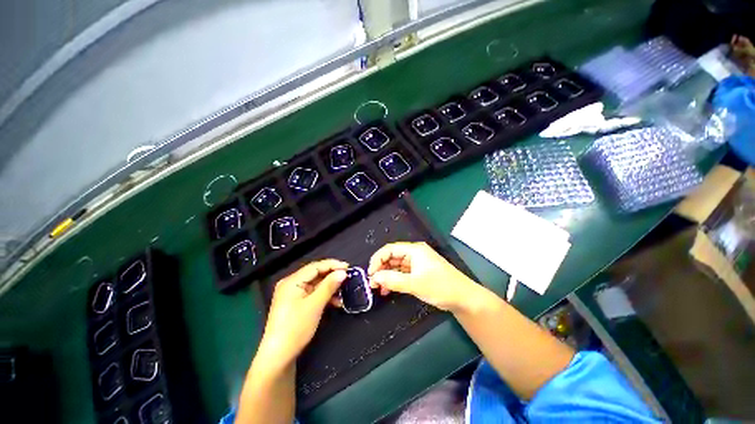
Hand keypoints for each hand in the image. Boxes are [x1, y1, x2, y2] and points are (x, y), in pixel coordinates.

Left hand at [257, 259, 347, 366]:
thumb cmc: (296, 328)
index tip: (347, 267)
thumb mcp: (315, 305)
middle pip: (315, 274)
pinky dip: (324, 296)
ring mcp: (293, 295)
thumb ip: (329, 286)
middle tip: (347, 278)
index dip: (332, 265)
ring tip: (343, 292)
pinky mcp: (296, 304)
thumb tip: (343, 272)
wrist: (278, 357)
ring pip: (315, 285)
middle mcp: (291, 284)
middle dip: (332, 276)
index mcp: (292, 281)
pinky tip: (335, 302)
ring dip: (330, 288)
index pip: (315, 266)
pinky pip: (313, 294)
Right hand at [368, 242, 476, 311]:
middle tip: (372, 283)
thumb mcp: (415, 284)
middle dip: (381, 268)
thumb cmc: (441, 287)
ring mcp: (417, 263)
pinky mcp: (419, 272)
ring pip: (396, 266)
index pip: (390, 249)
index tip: (370, 273)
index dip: (377, 259)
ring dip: (386, 275)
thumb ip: (394, 280)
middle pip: (392, 257)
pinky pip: (402, 273)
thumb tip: (374, 278)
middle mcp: (414, 253)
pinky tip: (388, 290)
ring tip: (378, 288)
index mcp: (414, 250)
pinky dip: (394, 280)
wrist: (464, 298)